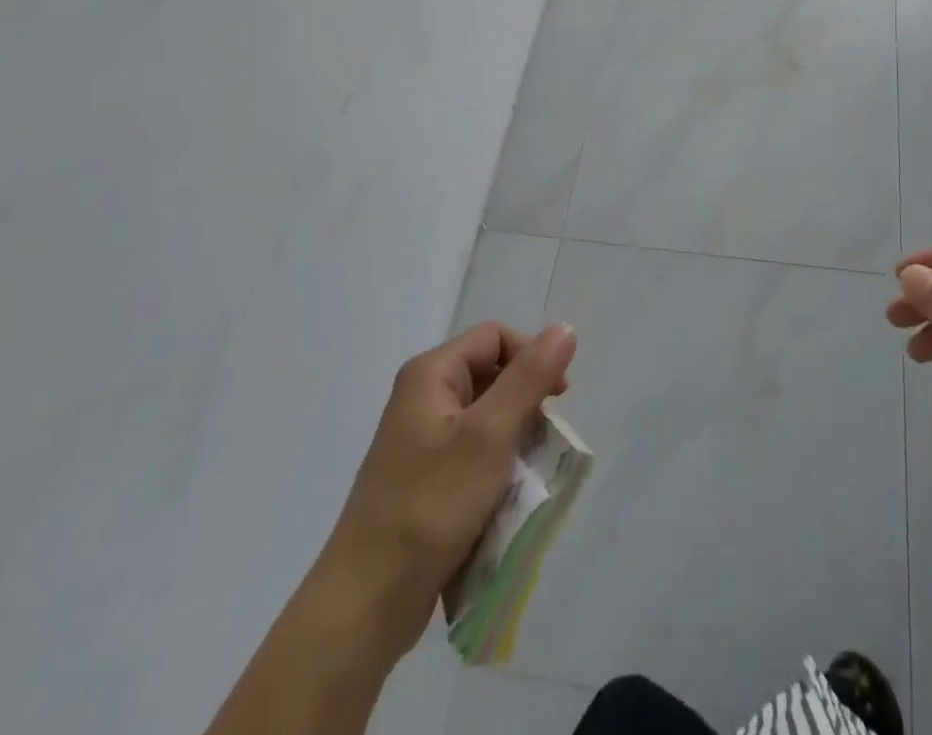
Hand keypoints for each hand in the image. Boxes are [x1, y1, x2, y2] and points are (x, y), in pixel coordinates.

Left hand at [320, 321, 576, 659]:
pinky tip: (507, 498)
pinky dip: (496, 468)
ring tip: (529, 474)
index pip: (496, 337)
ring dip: (515, 440)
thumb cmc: (431, 506)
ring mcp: (420, 441)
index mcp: (431, 374)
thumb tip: (565, 328)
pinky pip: (472, 454)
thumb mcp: (490, 435)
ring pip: (486, 419)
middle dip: (526, 404)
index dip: (532, 357)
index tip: (558, 399)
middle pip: (492, 375)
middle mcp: (422, 398)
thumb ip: (529, 378)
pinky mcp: (424, 479)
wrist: (366, 604)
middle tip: (546, 441)